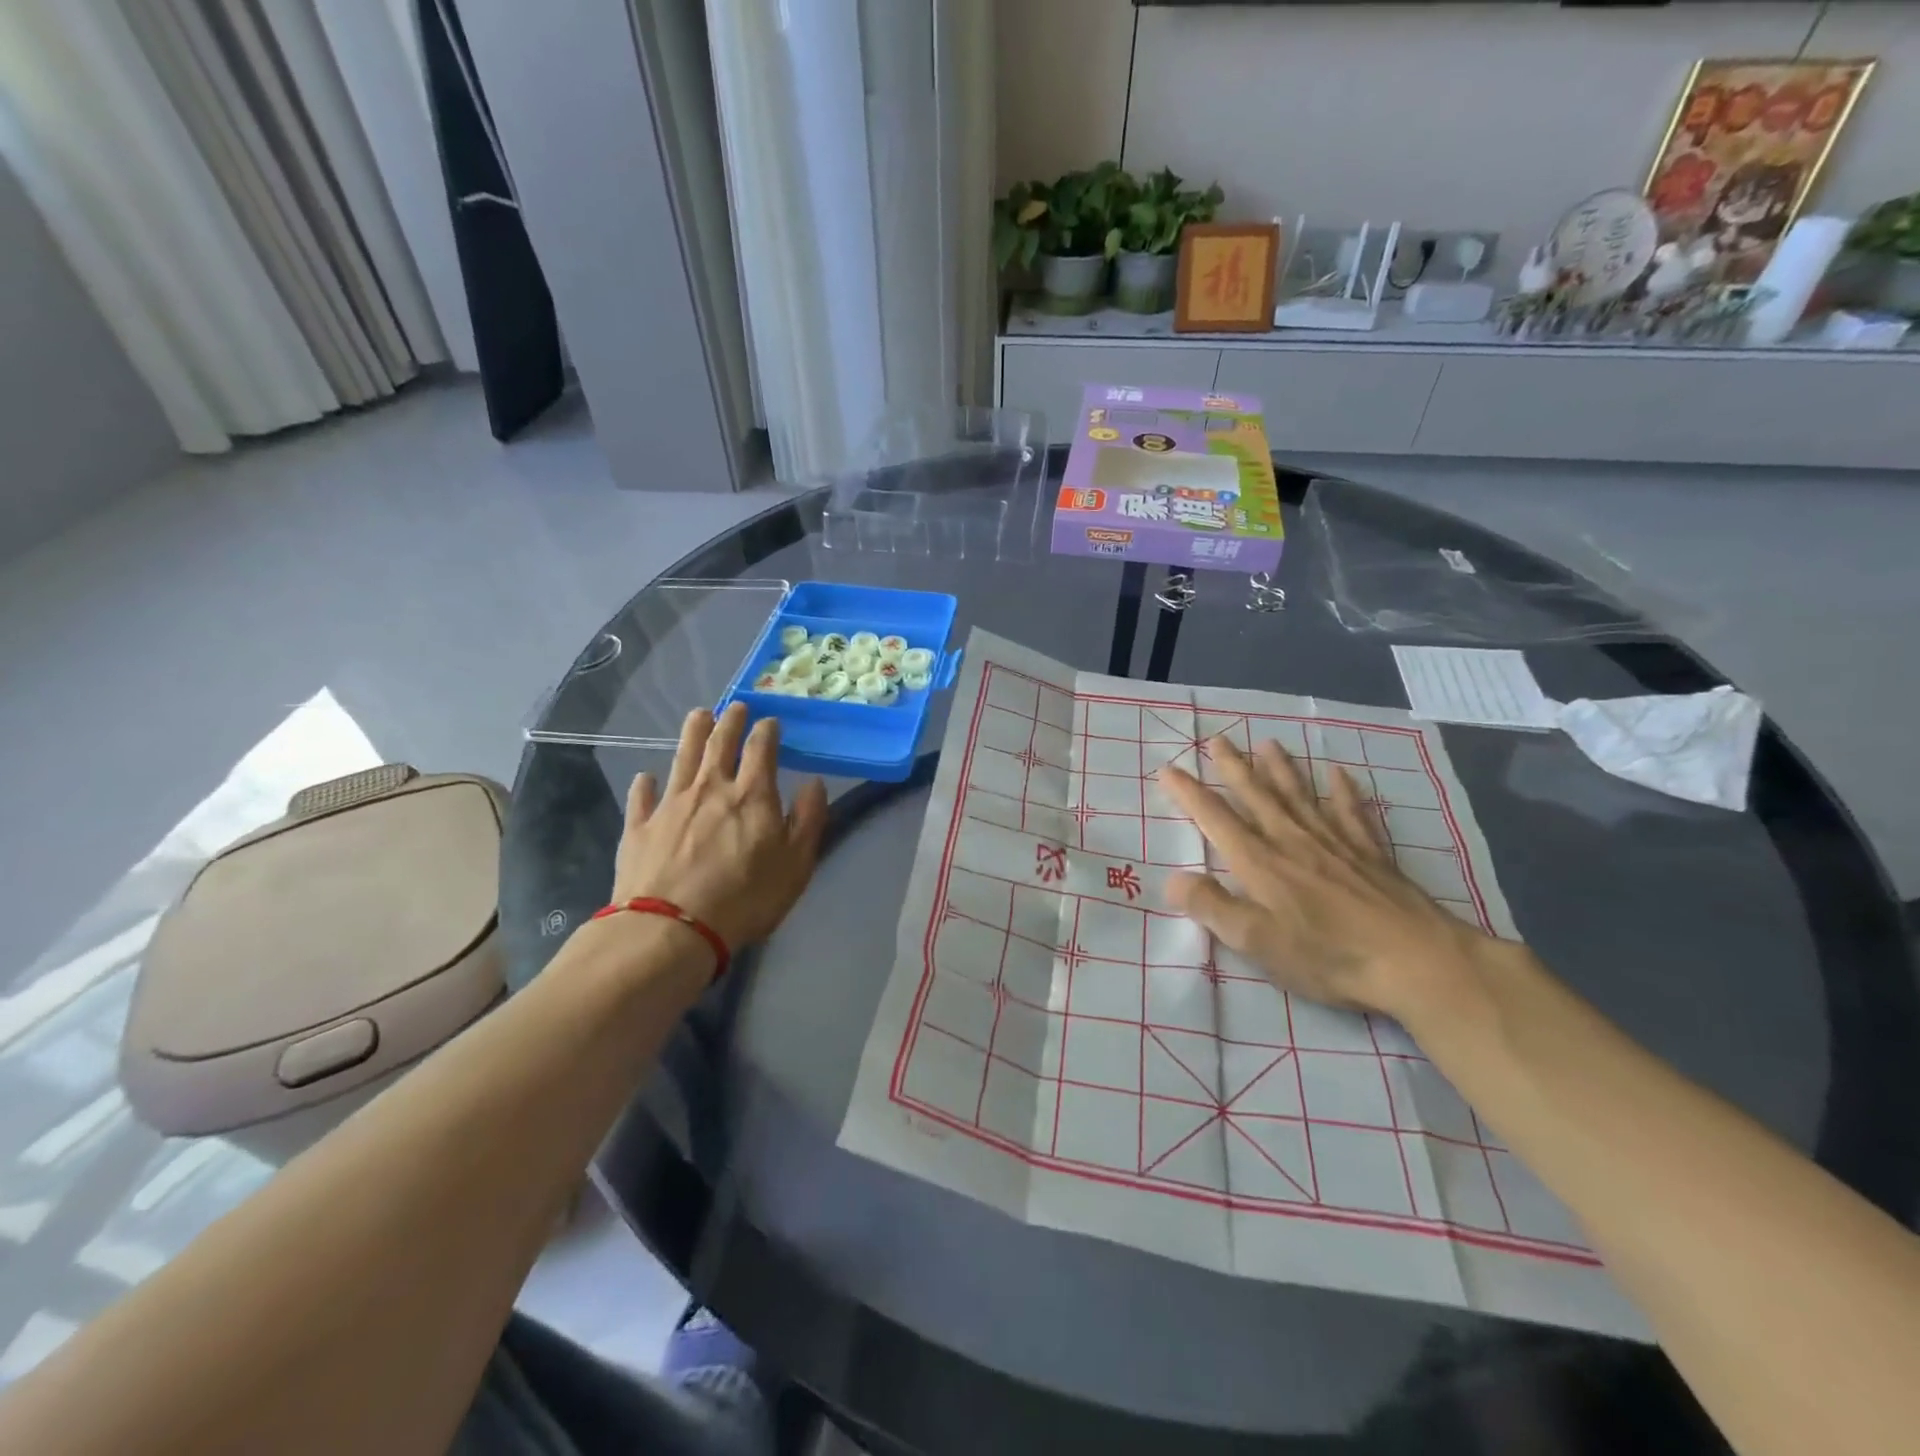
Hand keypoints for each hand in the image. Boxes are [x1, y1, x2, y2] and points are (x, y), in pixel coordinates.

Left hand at [607, 702, 827, 960]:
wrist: (671, 929)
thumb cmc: (745, 898)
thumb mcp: (796, 864)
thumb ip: (808, 819)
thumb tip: (814, 783)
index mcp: (751, 795)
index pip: (761, 748)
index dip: (766, 730)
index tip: (770, 721)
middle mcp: (710, 788)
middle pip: (719, 743)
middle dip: (730, 721)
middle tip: (735, 706)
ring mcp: (670, 804)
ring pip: (682, 758)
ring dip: (692, 733)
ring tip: (699, 716)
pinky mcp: (640, 827)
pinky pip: (642, 797)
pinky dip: (646, 783)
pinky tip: (646, 777)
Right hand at [1157, 736, 1491, 1020]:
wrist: (1414, 960)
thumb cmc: (1327, 954)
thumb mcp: (1256, 941)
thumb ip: (1212, 907)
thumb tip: (1173, 880)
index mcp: (1260, 862)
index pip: (1216, 818)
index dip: (1189, 793)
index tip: (1168, 769)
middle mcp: (1292, 840)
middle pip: (1257, 795)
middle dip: (1233, 767)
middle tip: (1218, 739)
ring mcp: (1334, 842)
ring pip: (1300, 795)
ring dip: (1281, 769)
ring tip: (1268, 743)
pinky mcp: (1369, 853)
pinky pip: (1352, 813)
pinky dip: (1344, 791)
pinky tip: (1340, 774)